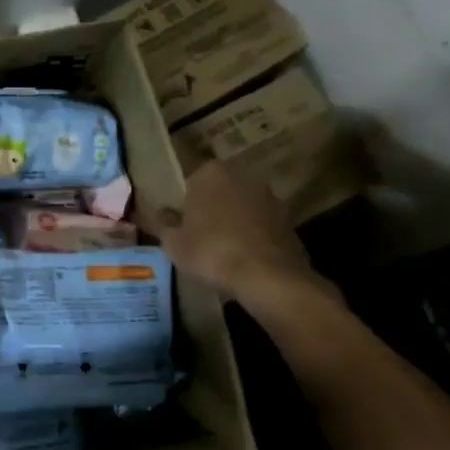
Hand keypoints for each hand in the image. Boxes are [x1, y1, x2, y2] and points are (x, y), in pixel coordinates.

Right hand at [143, 159, 321, 307]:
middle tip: (199, 233)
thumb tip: (160, 213)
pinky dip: (254, 235)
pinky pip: (261, 224)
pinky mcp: (289, 219)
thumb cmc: (210, 252)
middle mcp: (242, 176)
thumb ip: (163, 223)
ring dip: (234, 220)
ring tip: (223, 248)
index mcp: (210, 173)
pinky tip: (244, 257)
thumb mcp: (173, 242)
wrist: (266, 276)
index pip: (191, 180)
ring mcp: (269, 196)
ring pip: (243, 206)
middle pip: (220, 190)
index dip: (185, 202)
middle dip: (211, 207)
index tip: (181, 221)